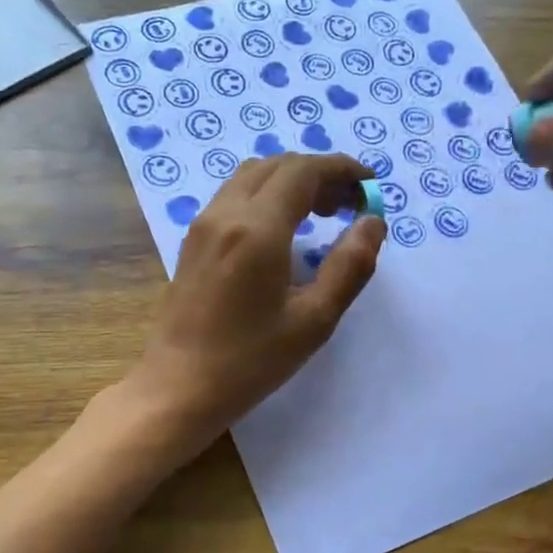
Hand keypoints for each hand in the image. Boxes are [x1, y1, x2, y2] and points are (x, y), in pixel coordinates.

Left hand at [125, 153, 384, 453]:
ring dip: (291, 182)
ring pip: (252, 176)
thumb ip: (350, 266)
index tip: (370, 185)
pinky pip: (234, 196)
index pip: (304, 171)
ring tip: (321, 214)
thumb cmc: (250, 360)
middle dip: (320, 174)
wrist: (178, 387)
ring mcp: (204, 225)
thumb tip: (373, 222)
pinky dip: (267, 195)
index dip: (342, 169)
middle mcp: (226, 213)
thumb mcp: (314, 319)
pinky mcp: (193, 241)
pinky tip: (284, 231)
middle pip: (277, 166)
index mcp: (257, 228)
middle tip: (350, 205)